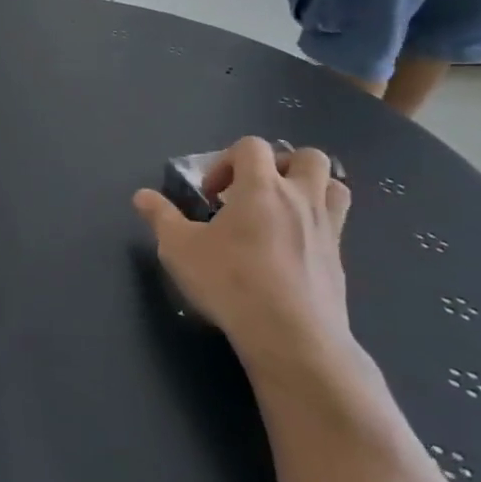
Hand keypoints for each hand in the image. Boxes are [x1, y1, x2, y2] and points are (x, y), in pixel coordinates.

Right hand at [132, 138, 352, 380]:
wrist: (291, 335)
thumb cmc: (230, 282)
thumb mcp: (179, 249)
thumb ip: (160, 217)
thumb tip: (141, 196)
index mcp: (261, 187)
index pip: (252, 146)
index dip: (228, 161)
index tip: (212, 195)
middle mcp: (300, 198)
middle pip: (307, 157)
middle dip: (280, 165)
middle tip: (255, 192)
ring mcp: (327, 228)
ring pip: (336, 186)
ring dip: (311, 189)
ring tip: (283, 212)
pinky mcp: (339, 260)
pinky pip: (336, 226)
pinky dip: (317, 225)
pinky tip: (291, 251)